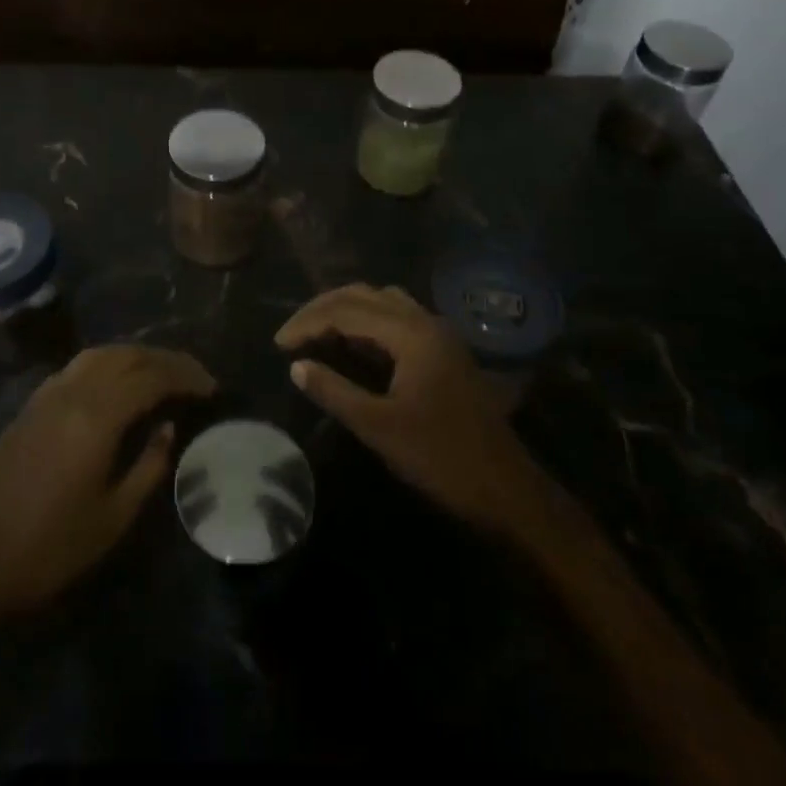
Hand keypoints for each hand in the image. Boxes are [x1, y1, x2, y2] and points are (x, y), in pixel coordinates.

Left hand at [0, 345, 215, 625]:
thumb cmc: (53, 549)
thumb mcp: (115, 517)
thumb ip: (149, 465)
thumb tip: (168, 426)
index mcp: (96, 418)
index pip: (151, 378)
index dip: (185, 377)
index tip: (211, 388)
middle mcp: (71, 393)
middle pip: (127, 356)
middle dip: (165, 360)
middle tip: (193, 376)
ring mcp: (46, 396)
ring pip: (99, 355)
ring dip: (135, 356)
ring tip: (160, 372)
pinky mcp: (29, 407)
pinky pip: (75, 368)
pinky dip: (105, 364)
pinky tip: (115, 383)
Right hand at [276, 284, 546, 536]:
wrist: (506, 490)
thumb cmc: (441, 458)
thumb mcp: (379, 427)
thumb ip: (334, 391)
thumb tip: (297, 366)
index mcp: (412, 333)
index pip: (347, 310)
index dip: (308, 322)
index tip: (278, 344)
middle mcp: (426, 321)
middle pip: (364, 295)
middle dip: (323, 308)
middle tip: (291, 333)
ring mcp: (438, 334)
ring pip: (383, 302)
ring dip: (346, 310)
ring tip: (316, 332)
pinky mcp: (443, 351)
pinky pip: (397, 318)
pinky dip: (367, 323)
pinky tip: (352, 345)